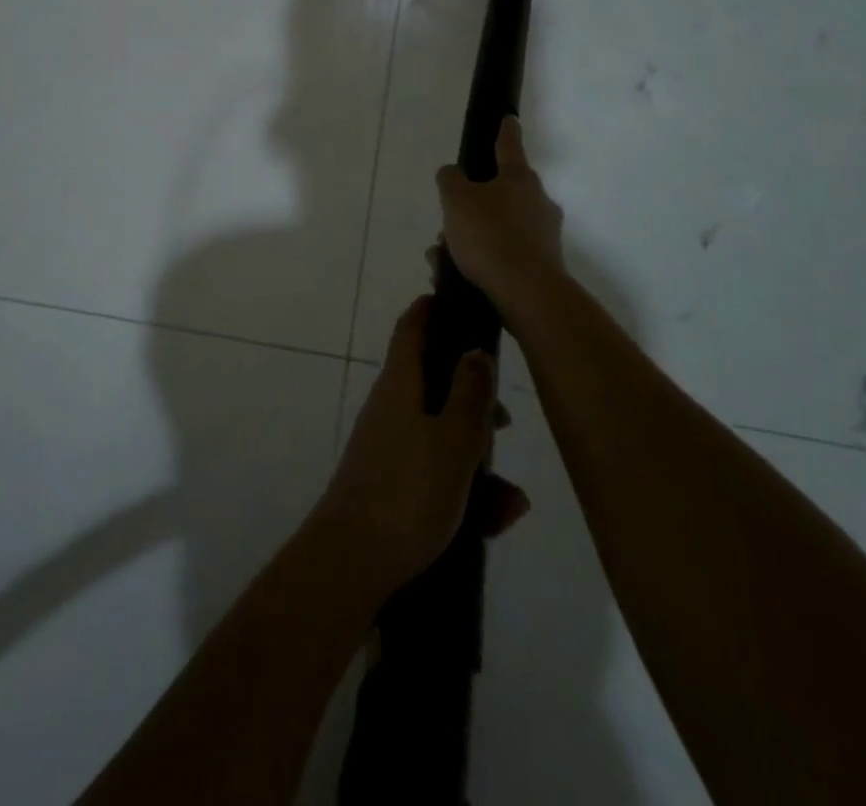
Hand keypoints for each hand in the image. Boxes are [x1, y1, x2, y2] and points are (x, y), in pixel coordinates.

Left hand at [314, 297, 529, 599]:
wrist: (353, 563)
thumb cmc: (409, 491)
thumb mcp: (454, 439)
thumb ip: (469, 392)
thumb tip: (474, 350)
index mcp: (400, 384)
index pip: (411, 328)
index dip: (432, 310)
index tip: (457, 301)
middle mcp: (390, 408)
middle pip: (433, 384)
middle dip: (472, 399)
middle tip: (505, 418)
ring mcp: (388, 447)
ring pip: (441, 435)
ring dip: (477, 458)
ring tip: (511, 498)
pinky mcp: (392, 485)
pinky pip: (435, 474)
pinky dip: (464, 490)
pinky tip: (497, 521)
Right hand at [436, 116, 565, 318]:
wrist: (527, 293)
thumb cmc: (490, 236)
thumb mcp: (456, 200)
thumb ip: (450, 180)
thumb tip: (453, 174)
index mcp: (519, 177)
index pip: (508, 145)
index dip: (504, 130)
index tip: (508, 118)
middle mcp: (537, 201)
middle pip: (500, 193)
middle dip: (471, 206)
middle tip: (447, 223)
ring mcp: (543, 234)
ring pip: (498, 226)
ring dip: (471, 237)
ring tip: (442, 258)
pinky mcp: (542, 265)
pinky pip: (503, 254)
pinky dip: (482, 260)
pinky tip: (457, 275)